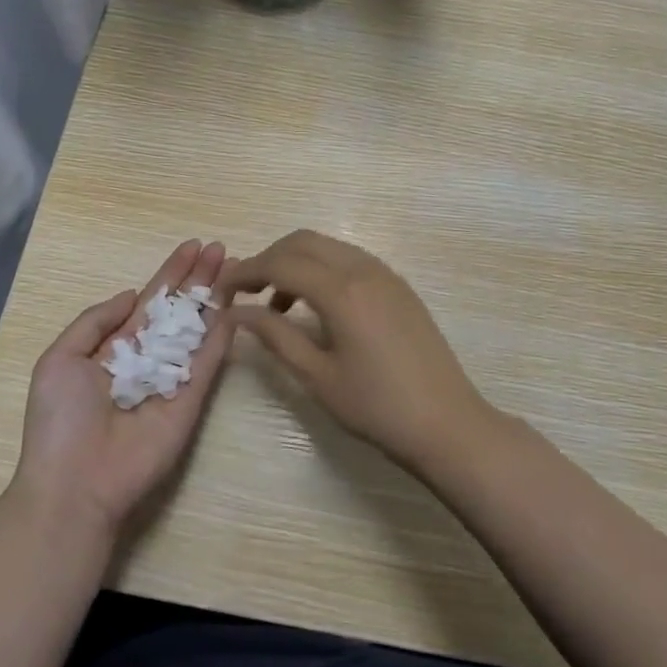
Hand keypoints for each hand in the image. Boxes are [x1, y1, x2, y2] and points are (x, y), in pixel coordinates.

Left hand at [12, 240, 234, 537]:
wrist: (75, 482)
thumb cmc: (60, 420)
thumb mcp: (60, 359)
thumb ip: (95, 322)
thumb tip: (129, 296)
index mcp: (115, 347)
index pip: (150, 301)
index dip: (172, 274)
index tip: (194, 246)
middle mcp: (149, 357)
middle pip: (180, 309)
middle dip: (199, 278)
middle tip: (222, 248)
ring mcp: (173, 378)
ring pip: (200, 329)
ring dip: (216, 298)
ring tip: (236, 266)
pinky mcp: (192, 400)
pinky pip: (209, 362)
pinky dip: (223, 334)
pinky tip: (235, 306)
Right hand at [216, 230, 491, 472]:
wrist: (446, 423)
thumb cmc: (376, 407)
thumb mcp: (317, 375)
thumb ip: (275, 336)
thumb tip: (236, 312)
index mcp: (341, 290)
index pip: (280, 263)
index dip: (245, 272)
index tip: (220, 291)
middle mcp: (364, 269)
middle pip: (304, 242)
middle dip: (269, 259)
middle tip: (245, 293)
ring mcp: (386, 274)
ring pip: (329, 247)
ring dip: (296, 263)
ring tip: (277, 305)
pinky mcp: (398, 287)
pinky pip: (351, 261)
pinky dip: (323, 270)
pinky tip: (316, 307)